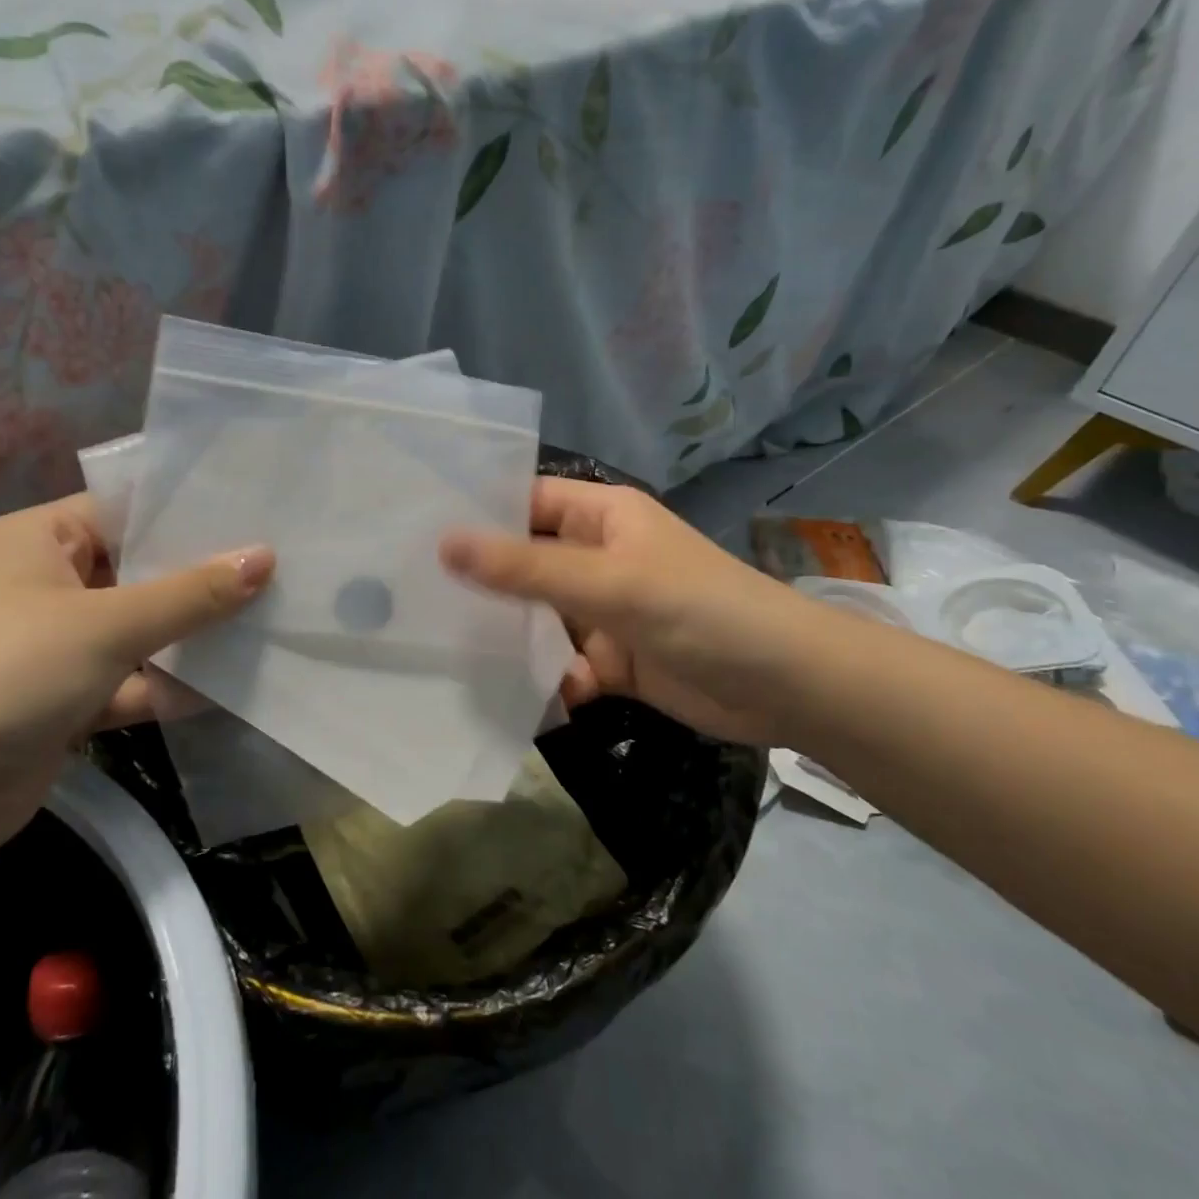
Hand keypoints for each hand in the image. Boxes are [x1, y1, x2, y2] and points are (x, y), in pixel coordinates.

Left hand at [0, 494, 272, 867]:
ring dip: (191, 634)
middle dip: (202, 576)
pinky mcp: (66, 701)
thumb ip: (192, 594)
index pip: (126, 509)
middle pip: (139, 571)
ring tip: (271, 619)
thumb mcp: (108, 624)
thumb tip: (265, 556)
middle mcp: (47, 584)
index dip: (189, 512)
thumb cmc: (7, 674)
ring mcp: (57, 646)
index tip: (257, 513)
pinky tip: (231, 685)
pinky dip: (169, 685)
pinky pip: (131, 680)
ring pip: (139, 630)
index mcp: (41, 539)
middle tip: (281, 565)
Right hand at [440, 479, 815, 746]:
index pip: (526, 502)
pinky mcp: (613, 661)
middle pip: (526, 563)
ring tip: (440, 648)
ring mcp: (604, 611)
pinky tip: (509, 696)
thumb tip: (444, 544)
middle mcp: (598, 558)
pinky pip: (561, 664)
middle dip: (481, 582)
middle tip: (412, 597)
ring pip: (538, 618)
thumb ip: (525, 569)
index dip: (478, 513)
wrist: (786, 687)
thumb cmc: (699, 610)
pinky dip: (542, 679)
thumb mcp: (607, 583)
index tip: (417, 531)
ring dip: (506, 636)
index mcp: (601, 518)